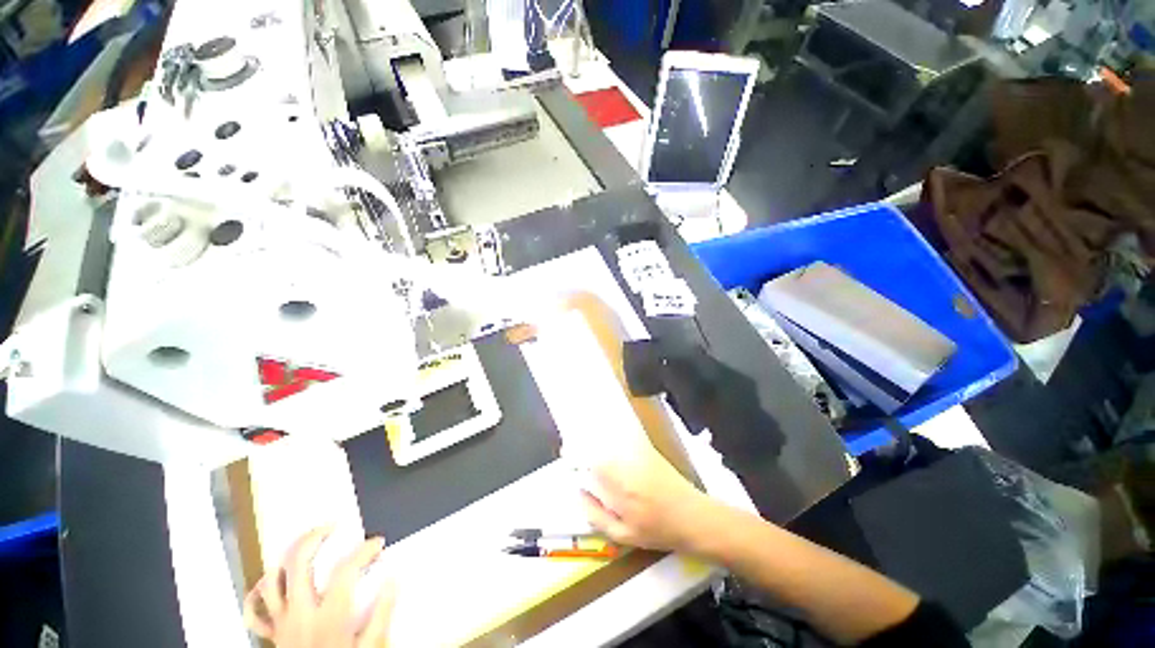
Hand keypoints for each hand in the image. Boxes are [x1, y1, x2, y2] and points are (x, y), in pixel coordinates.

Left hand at [243, 527, 394, 647]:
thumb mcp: (371, 647)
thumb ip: (382, 614)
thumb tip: (393, 580)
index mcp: (328, 616)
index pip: (347, 569)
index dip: (365, 549)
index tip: (377, 543)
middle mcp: (300, 614)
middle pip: (299, 563)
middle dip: (315, 537)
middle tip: (332, 526)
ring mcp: (281, 623)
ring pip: (272, 580)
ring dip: (286, 558)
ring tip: (303, 544)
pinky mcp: (272, 635)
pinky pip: (255, 610)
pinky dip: (258, 593)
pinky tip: (270, 580)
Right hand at [580, 445, 720, 553]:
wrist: (693, 516)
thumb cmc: (658, 530)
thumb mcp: (623, 535)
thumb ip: (596, 515)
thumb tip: (578, 494)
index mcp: (616, 486)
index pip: (587, 461)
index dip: (573, 454)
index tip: (565, 454)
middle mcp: (625, 464)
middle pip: (596, 444)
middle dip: (581, 445)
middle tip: (572, 451)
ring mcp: (637, 453)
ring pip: (608, 440)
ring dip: (594, 440)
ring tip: (586, 446)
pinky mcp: (647, 449)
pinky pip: (623, 438)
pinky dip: (611, 436)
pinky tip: (606, 439)